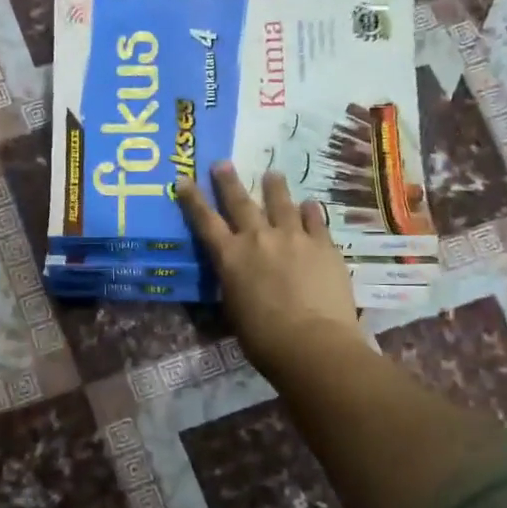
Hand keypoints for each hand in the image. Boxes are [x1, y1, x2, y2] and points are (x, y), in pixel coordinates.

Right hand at [176, 164, 370, 377]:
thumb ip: (234, 286)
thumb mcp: (234, 312)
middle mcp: (258, 239)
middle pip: (240, 202)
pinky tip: (309, 204)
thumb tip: (234, 279)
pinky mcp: (323, 245)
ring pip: (281, 202)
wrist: (312, 344)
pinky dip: (309, 211)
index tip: (183, 179)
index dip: (192, 199)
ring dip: (274, 186)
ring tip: (272, 173)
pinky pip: (314, 219)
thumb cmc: (263, 339)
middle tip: (223, 163)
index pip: (205, 221)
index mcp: (230, 258)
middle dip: (228, 181)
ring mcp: (293, 237)